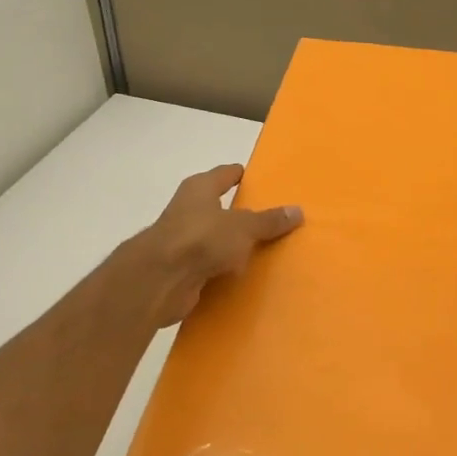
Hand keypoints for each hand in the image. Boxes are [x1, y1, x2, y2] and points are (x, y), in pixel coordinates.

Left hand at [124, 164, 303, 328]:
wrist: (159, 281)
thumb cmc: (201, 238)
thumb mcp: (243, 226)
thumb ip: (269, 220)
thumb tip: (297, 211)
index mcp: (200, 188)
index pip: (226, 174)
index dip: (244, 176)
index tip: (266, 182)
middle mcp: (189, 210)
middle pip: (221, 208)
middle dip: (244, 215)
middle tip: (276, 220)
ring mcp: (183, 241)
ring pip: (216, 240)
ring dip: (235, 246)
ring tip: (268, 250)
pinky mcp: (182, 270)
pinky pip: (212, 266)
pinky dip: (226, 270)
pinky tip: (247, 276)